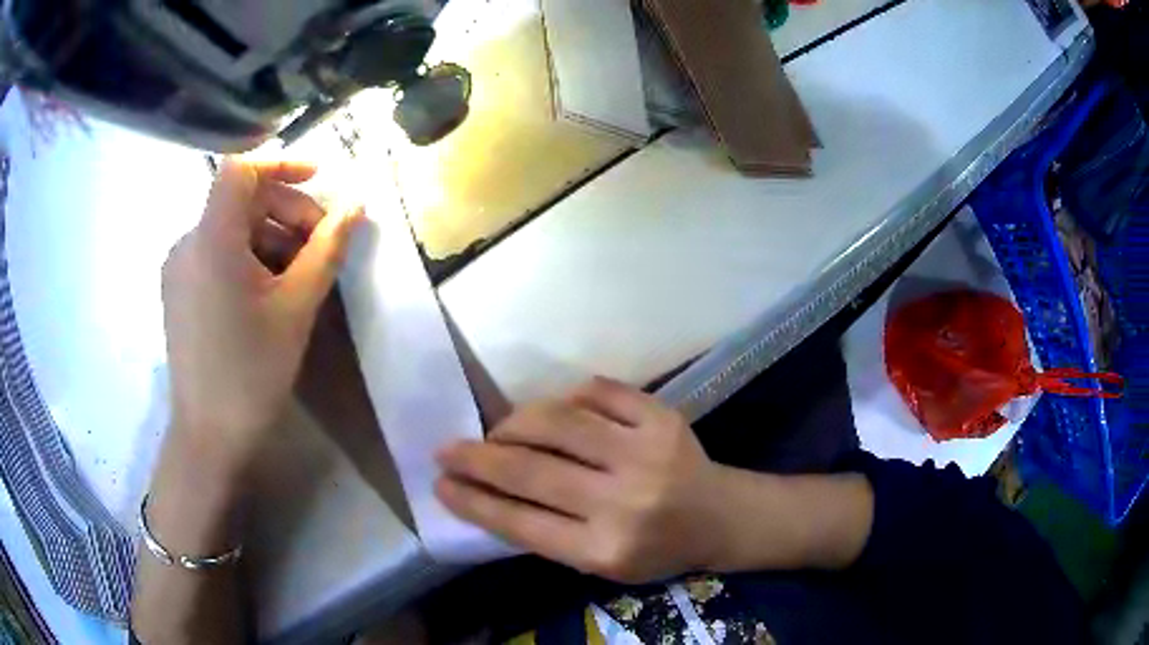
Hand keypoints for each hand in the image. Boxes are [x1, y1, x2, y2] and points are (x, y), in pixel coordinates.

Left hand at [162, 158, 362, 471]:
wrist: (208, 435)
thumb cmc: (252, 372)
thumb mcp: (296, 308)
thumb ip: (326, 250)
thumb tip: (355, 207)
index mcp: (212, 240)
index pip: (241, 169)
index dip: (282, 162)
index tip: (319, 179)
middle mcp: (188, 243)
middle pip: (240, 199)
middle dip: (285, 211)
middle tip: (320, 246)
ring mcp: (179, 267)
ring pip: (230, 228)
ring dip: (269, 236)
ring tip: (299, 275)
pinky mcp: (178, 289)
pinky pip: (216, 253)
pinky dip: (246, 256)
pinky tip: (268, 292)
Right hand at [435, 378, 727, 583]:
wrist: (720, 517)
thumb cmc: (655, 549)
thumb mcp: (599, 563)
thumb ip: (546, 532)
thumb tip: (485, 491)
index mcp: (605, 549)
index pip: (520, 522)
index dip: (472, 500)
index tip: (439, 483)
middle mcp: (624, 502)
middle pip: (530, 470)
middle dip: (476, 457)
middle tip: (447, 449)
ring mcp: (646, 453)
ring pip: (556, 420)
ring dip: (514, 422)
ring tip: (500, 431)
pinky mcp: (662, 417)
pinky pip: (596, 391)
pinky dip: (565, 398)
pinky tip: (557, 412)